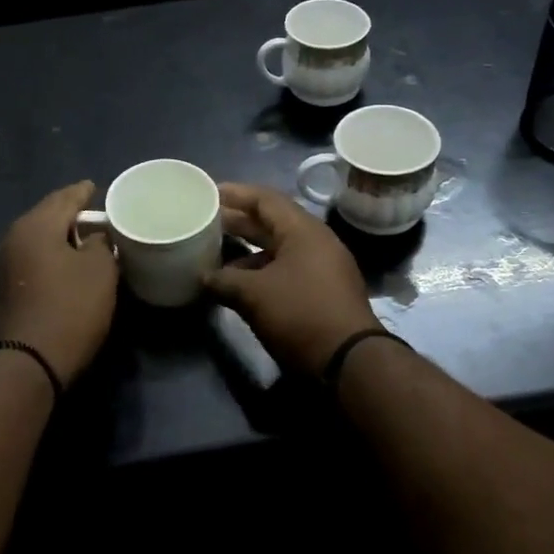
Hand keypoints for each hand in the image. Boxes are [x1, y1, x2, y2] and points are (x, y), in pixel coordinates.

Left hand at [0, 181, 118, 384]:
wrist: (28, 363)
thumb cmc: (71, 309)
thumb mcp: (100, 271)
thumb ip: (100, 243)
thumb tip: (94, 236)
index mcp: (34, 226)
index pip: (63, 198)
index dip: (82, 192)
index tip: (94, 187)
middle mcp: (10, 239)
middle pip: (44, 217)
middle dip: (67, 215)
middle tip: (91, 215)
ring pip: (33, 241)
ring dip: (55, 239)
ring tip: (78, 241)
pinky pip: (27, 262)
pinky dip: (44, 259)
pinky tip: (59, 267)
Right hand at [205, 182, 379, 373]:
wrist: (349, 361)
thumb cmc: (300, 314)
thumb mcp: (254, 295)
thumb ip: (224, 281)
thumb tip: (204, 278)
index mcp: (303, 231)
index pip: (266, 199)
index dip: (236, 194)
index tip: (209, 192)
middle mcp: (316, 242)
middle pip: (273, 222)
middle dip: (239, 221)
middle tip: (207, 220)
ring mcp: (323, 268)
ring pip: (279, 249)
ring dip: (248, 250)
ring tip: (216, 254)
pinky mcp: (323, 292)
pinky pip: (286, 269)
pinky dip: (261, 271)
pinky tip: (239, 284)